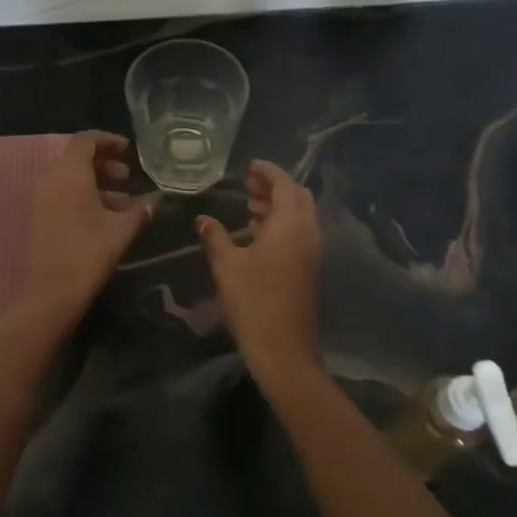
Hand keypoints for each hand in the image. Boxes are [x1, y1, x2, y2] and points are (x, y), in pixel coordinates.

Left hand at [18, 131, 152, 318]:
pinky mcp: (39, 214)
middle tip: (127, 178)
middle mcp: (51, 177)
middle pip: (77, 157)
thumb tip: (152, 201)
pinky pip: (63, 192)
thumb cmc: (89, 251)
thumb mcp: (121, 228)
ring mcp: (41, 196)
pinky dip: (83, 195)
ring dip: (96, 182)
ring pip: (70, 177)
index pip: (86, 140)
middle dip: (104, 163)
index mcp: (70, 171)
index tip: (128, 149)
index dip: (108, 140)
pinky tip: (106, 216)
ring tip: (124, 201)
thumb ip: (138, 210)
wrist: (51, 291)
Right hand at [196, 160, 322, 383]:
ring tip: (250, 206)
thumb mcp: (227, 265)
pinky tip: (258, 233)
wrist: (284, 350)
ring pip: (300, 215)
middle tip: (248, 185)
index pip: (284, 184)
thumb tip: (203, 219)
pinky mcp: (311, 268)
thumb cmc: (253, 301)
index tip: (250, 166)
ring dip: (279, 205)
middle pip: (298, 196)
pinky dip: (283, 223)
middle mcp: (308, 231)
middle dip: (275, 186)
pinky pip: (300, 232)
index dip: (268, 172)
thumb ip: (215, 237)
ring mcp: (313, 251)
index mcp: (291, 224)